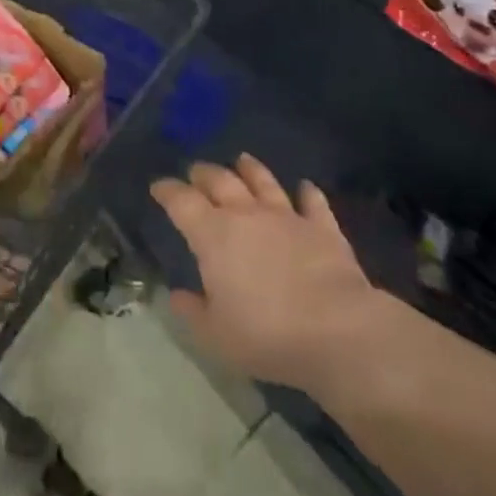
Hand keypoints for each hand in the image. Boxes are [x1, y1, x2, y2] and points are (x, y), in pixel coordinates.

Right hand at [152, 154, 386, 391]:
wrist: (337, 330)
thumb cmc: (267, 335)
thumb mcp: (216, 335)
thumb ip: (193, 312)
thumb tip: (176, 295)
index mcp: (212, 234)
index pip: (181, 202)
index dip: (167, 190)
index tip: (158, 187)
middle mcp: (246, 214)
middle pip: (220, 181)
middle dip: (204, 173)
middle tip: (196, 171)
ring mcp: (286, 217)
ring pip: (263, 182)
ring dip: (251, 169)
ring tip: (242, 159)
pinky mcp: (323, 228)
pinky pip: (313, 203)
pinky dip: (308, 193)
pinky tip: (306, 187)